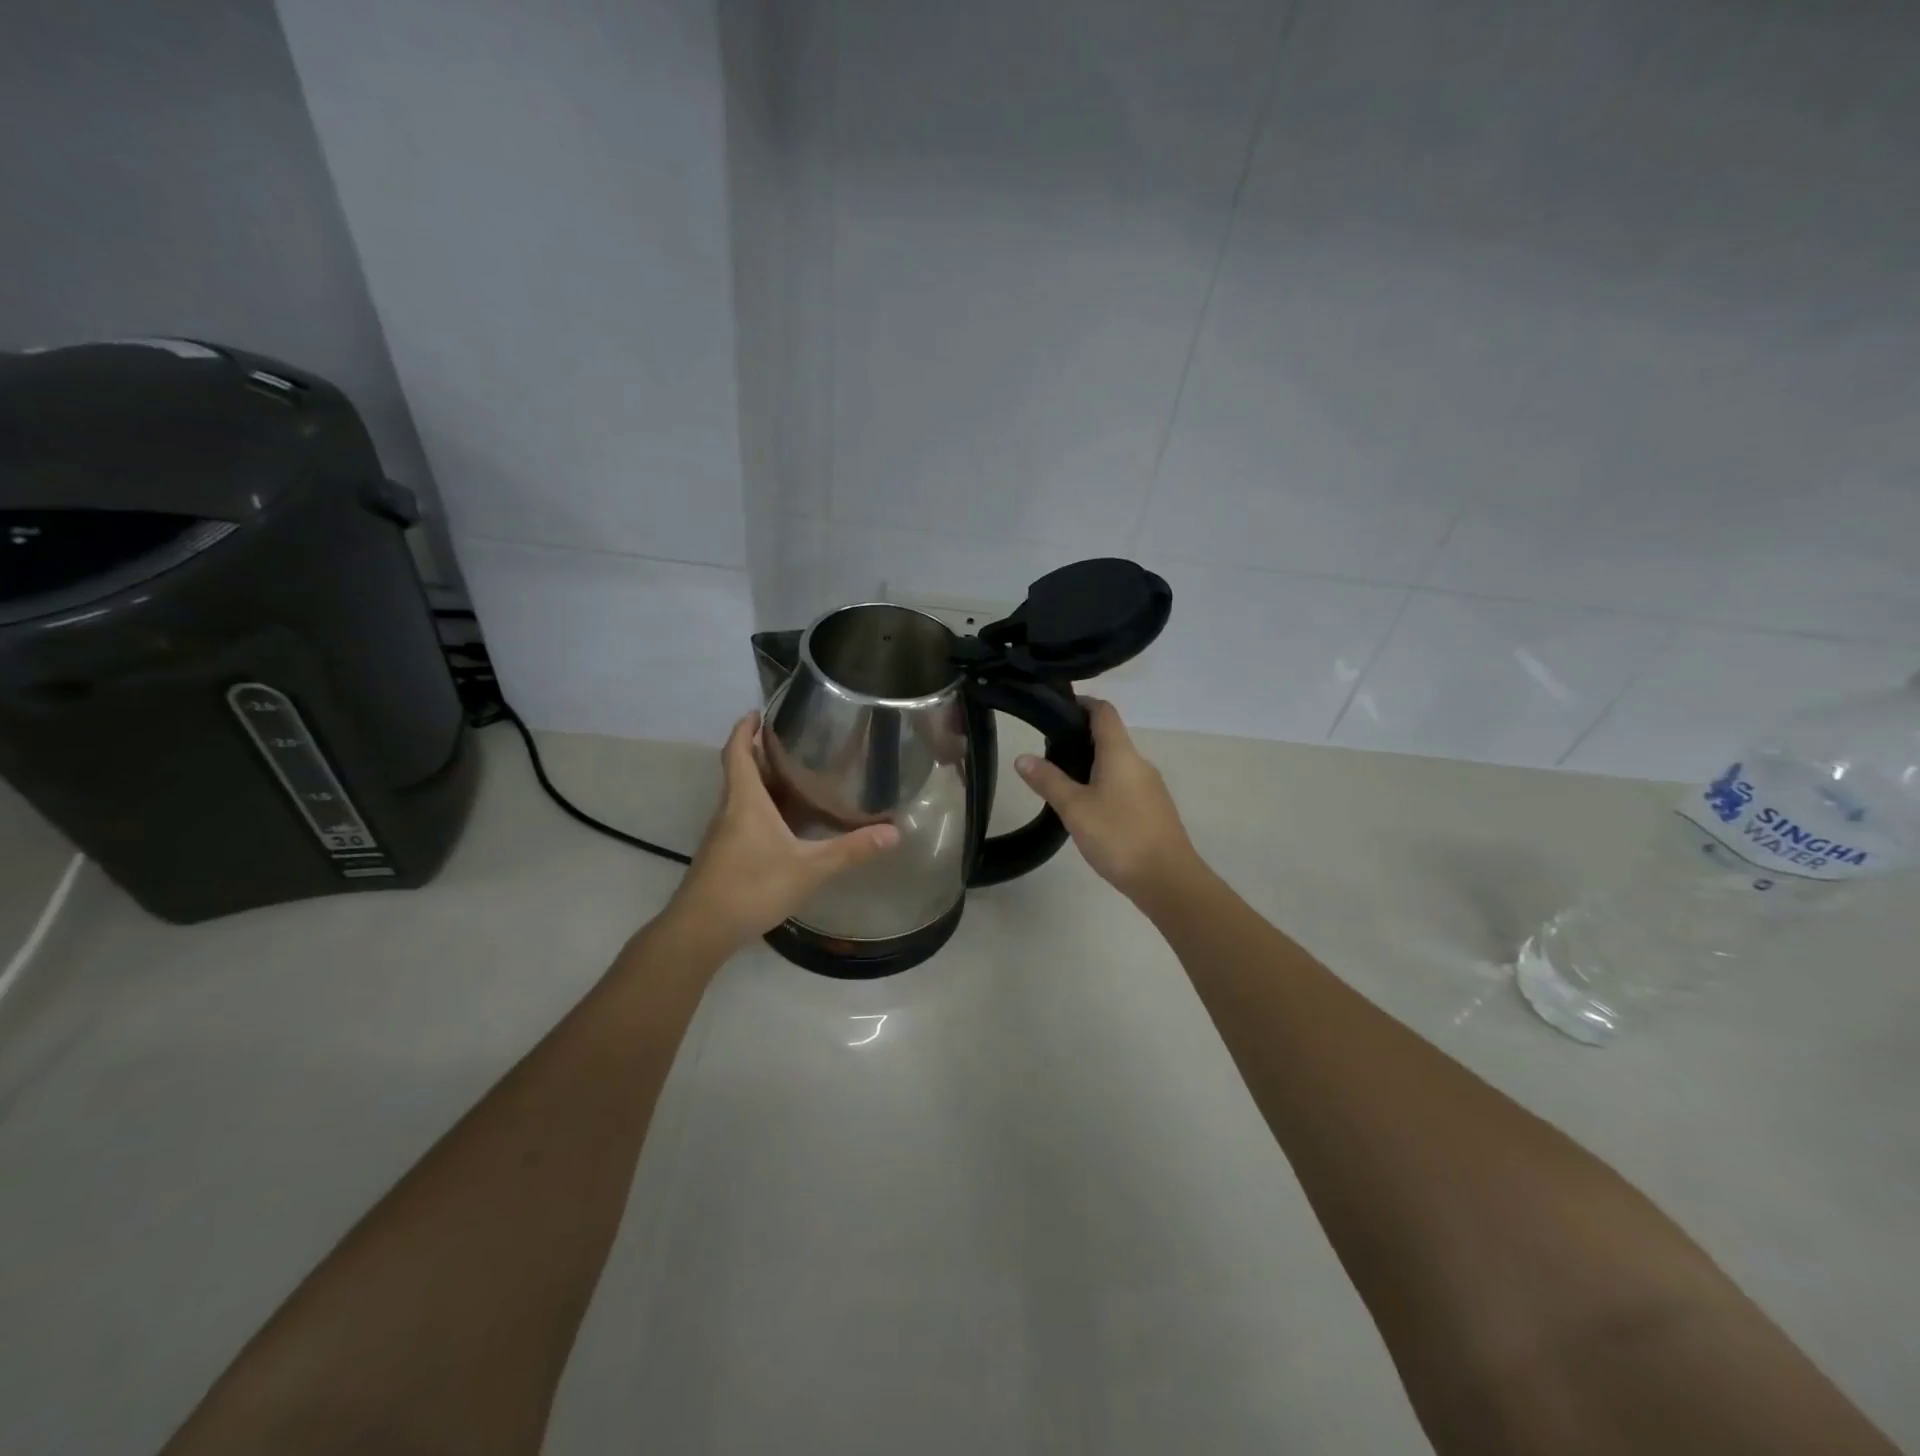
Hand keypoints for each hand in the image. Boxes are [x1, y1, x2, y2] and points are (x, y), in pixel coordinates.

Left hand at [666, 713, 899, 951]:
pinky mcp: (722, 856)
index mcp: (745, 801)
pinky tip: (783, 826)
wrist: (701, 930)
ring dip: (760, 782)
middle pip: (739, 770)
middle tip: (791, 742)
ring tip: (794, 777)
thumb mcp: (809, 868)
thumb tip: (894, 832)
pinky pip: (741, 820)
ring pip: (740, 797)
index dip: (745, 728)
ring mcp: (722, 836)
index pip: (738, 751)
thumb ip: (851, 850)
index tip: (757, 711)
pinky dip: (760, 809)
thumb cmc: (752, 887)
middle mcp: (729, 811)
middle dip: (759, 752)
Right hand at [1016, 698, 1198, 903]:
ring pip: (1117, 764)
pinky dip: (1104, 785)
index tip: (1056, 708)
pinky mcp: (1153, 809)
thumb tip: (1022, 757)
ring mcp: (1150, 786)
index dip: (1082, 703)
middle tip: (1047, 753)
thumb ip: (1048, 780)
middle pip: (1109, 737)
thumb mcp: (1074, 808)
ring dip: (1091, 765)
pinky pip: (1125, 784)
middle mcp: (1139, 762)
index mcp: (1121, 753)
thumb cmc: (1119, 836)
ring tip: (1061, 782)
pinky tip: (1088, 809)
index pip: (1103, 712)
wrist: (1168, 880)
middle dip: (1079, 739)